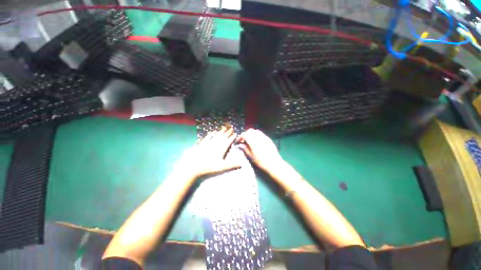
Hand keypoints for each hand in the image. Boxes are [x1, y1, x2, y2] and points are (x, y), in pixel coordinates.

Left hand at [181, 127, 240, 178]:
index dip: (232, 137)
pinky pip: (208, 137)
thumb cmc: (208, 167)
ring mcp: (208, 143)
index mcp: (221, 149)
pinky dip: (211, 133)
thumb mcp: (221, 168)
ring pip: (216, 135)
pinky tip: (213, 131)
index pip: (228, 141)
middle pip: (223, 136)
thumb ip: (232, 165)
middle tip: (231, 127)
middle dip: (228, 132)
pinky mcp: (202, 143)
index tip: (235, 133)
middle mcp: (215, 144)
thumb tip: (241, 164)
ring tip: (224, 127)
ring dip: (221, 131)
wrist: (193, 167)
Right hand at [235, 129, 283, 172]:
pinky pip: (261, 133)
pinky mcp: (268, 138)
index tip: (237, 142)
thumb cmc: (261, 161)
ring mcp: (264, 137)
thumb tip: (240, 144)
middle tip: (243, 140)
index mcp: (253, 141)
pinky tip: (256, 141)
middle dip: (245, 134)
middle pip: (250, 131)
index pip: (244, 134)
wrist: (274, 163)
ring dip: (251, 134)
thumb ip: (245, 148)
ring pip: (255, 131)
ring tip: (249, 140)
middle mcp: (258, 137)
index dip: (239, 137)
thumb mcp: (251, 156)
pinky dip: (256, 135)